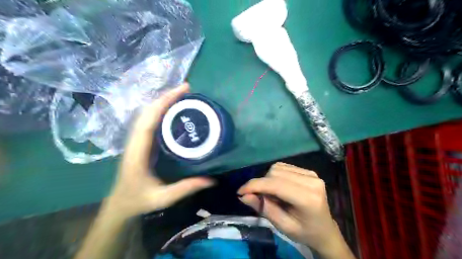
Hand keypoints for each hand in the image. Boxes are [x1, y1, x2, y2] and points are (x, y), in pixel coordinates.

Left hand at [106, 83, 215, 219]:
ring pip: (147, 114)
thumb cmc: (138, 200)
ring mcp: (137, 140)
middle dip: (166, 97)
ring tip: (182, 95)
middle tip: (186, 88)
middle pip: (147, 112)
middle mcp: (135, 141)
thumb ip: (187, 188)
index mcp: (137, 152)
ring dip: (163, 101)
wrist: (119, 204)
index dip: (163, 103)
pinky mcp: (141, 142)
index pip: (148, 121)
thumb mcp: (163, 197)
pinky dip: (160, 110)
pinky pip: (150, 121)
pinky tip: (173, 110)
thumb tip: (212, 180)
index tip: (181, 91)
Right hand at [239, 162, 350, 256]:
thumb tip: (243, 196)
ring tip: (271, 194)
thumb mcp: (283, 226)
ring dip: (268, 179)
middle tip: (259, 197)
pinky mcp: (309, 171)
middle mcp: (312, 181)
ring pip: (278, 167)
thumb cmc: (304, 232)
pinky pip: (284, 167)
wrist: (325, 230)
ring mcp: (312, 173)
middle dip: (261, 183)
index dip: (255, 185)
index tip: (240, 192)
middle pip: (275, 172)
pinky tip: (278, 187)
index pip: (276, 185)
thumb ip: (264, 208)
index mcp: (308, 199)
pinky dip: (275, 176)